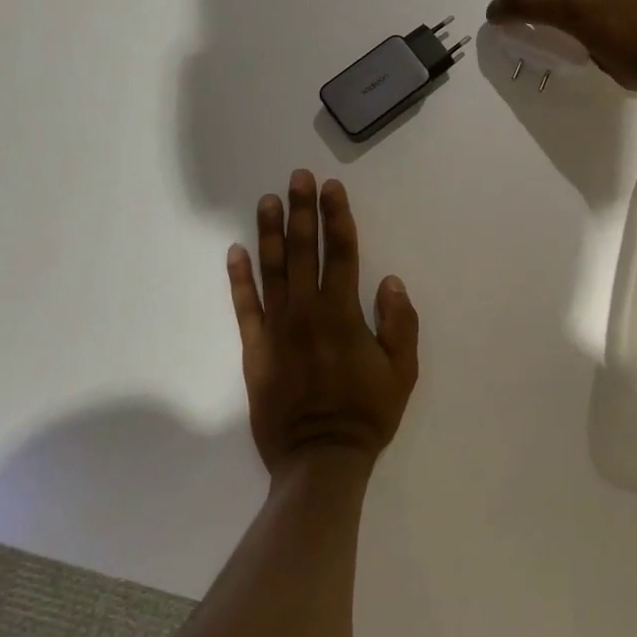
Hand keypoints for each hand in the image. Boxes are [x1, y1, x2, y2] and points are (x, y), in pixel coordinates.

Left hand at [227, 170, 419, 478]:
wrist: (320, 459)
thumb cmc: (366, 413)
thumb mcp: (402, 372)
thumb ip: (399, 323)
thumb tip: (390, 279)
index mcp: (343, 313)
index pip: (342, 252)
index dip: (337, 217)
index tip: (332, 188)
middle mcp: (307, 311)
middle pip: (305, 250)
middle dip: (303, 210)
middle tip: (298, 176)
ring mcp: (276, 327)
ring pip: (272, 269)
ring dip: (271, 232)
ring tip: (268, 200)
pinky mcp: (254, 348)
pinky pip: (244, 306)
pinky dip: (239, 277)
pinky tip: (235, 251)